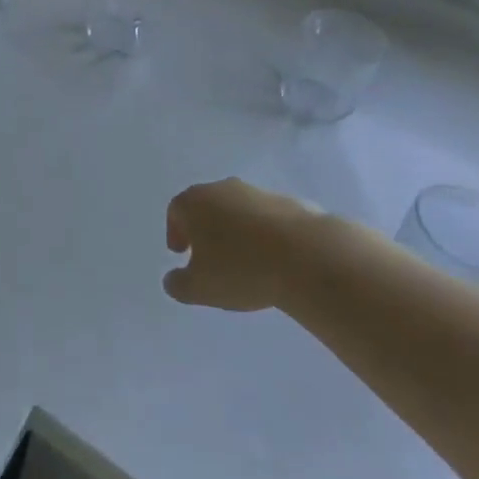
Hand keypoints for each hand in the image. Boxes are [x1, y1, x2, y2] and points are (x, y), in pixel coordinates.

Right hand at [163, 178, 316, 311]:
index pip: (176, 210)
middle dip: (205, 229)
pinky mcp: (290, 203)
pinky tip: (273, 259)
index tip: (181, 253)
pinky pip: (268, 219)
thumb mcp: (199, 289)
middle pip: (207, 205)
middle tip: (209, 256)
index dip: (176, 232)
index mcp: (195, 202)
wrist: (306, 256)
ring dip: (237, 231)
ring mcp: (258, 193)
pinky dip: (265, 235)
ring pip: (239, 210)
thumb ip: (179, 285)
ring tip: (245, 261)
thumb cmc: (241, 269)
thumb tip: (172, 280)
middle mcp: (223, 189)